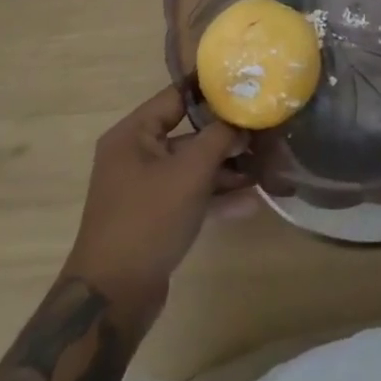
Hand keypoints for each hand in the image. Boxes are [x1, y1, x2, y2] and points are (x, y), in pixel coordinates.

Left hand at [65, 85, 252, 323]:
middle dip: (227, 134)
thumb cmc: (148, 219)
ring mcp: (146, 188)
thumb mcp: (190, 171)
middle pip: (189, 132)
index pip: (177, 95)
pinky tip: (251, 200)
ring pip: (193, 166)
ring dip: (227, 167)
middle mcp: (136, 155)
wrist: (114, 297)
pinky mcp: (156, 217)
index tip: (249, 84)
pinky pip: (191, 195)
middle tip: (266, 129)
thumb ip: (220, 137)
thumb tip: (243, 120)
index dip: (213, 89)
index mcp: (133, 134)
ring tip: (266, 165)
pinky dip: (217, 196)